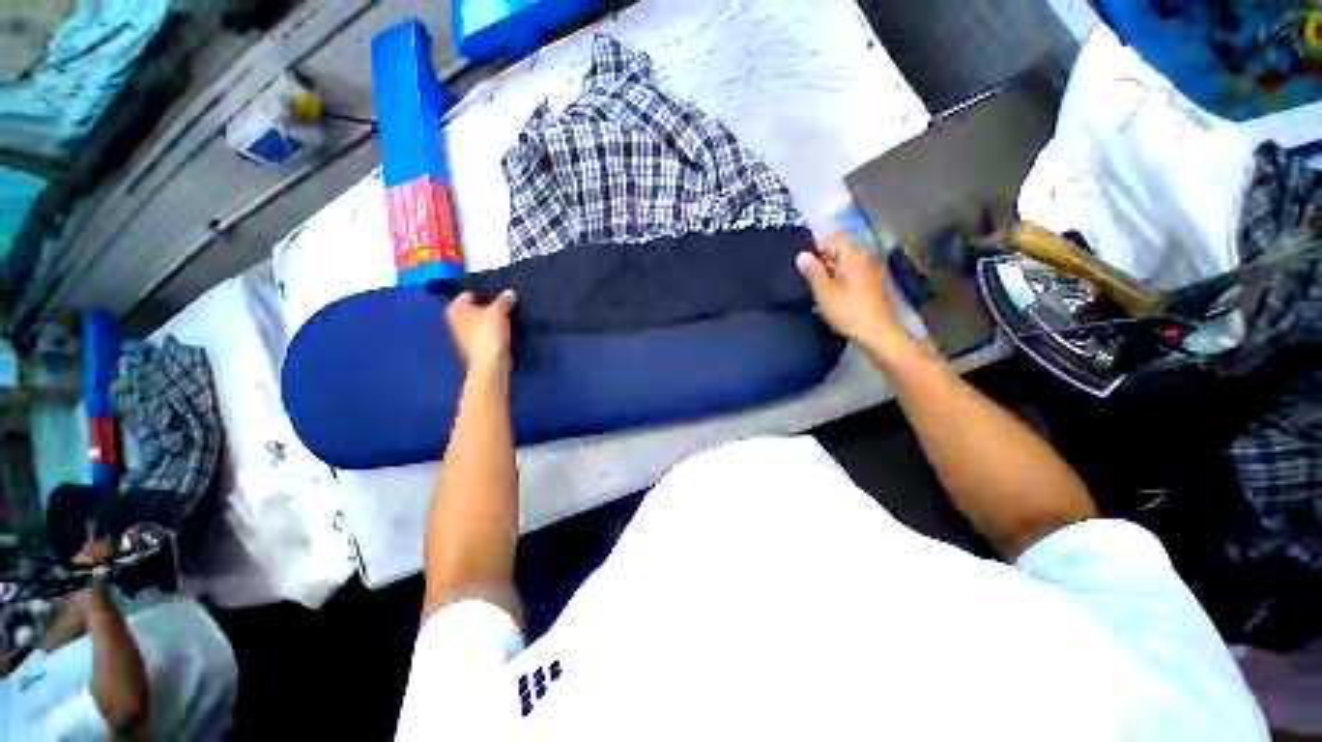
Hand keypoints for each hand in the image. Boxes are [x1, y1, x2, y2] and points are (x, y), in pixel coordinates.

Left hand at [446, 290, 516, 372]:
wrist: (490, 362)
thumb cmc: (489, 333)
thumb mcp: (499, 311)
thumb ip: (504, 300)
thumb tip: (509, 293)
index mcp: (456, 308)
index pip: (469, 295)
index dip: (485, 295)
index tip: (499, 298)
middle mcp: (456, 320)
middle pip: (476, 308)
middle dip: (489, 308)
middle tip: (505, 307)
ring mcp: (464, 334)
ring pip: (481, 321)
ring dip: (493, 320)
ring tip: (507, 319)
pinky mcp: (475, 345)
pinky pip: (485, 332)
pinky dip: (493, 331)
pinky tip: (504, 332)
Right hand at [795, 233, 909, 359]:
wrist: (877, 333)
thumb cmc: (848, 311)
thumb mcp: (823, 291)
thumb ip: (812, 271)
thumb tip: (801, 255)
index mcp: (855, 254)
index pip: (834, 239)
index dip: (817, 250)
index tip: (806, 268)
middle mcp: (867, 256)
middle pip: (842, 249)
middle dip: (825, 261)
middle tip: (811, 280)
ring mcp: (874, 269)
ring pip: (848, 261)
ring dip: (833, 271)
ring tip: (822, 289)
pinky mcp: (875, 282)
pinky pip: (855, 272)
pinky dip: (843, 278)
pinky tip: (836, 295)